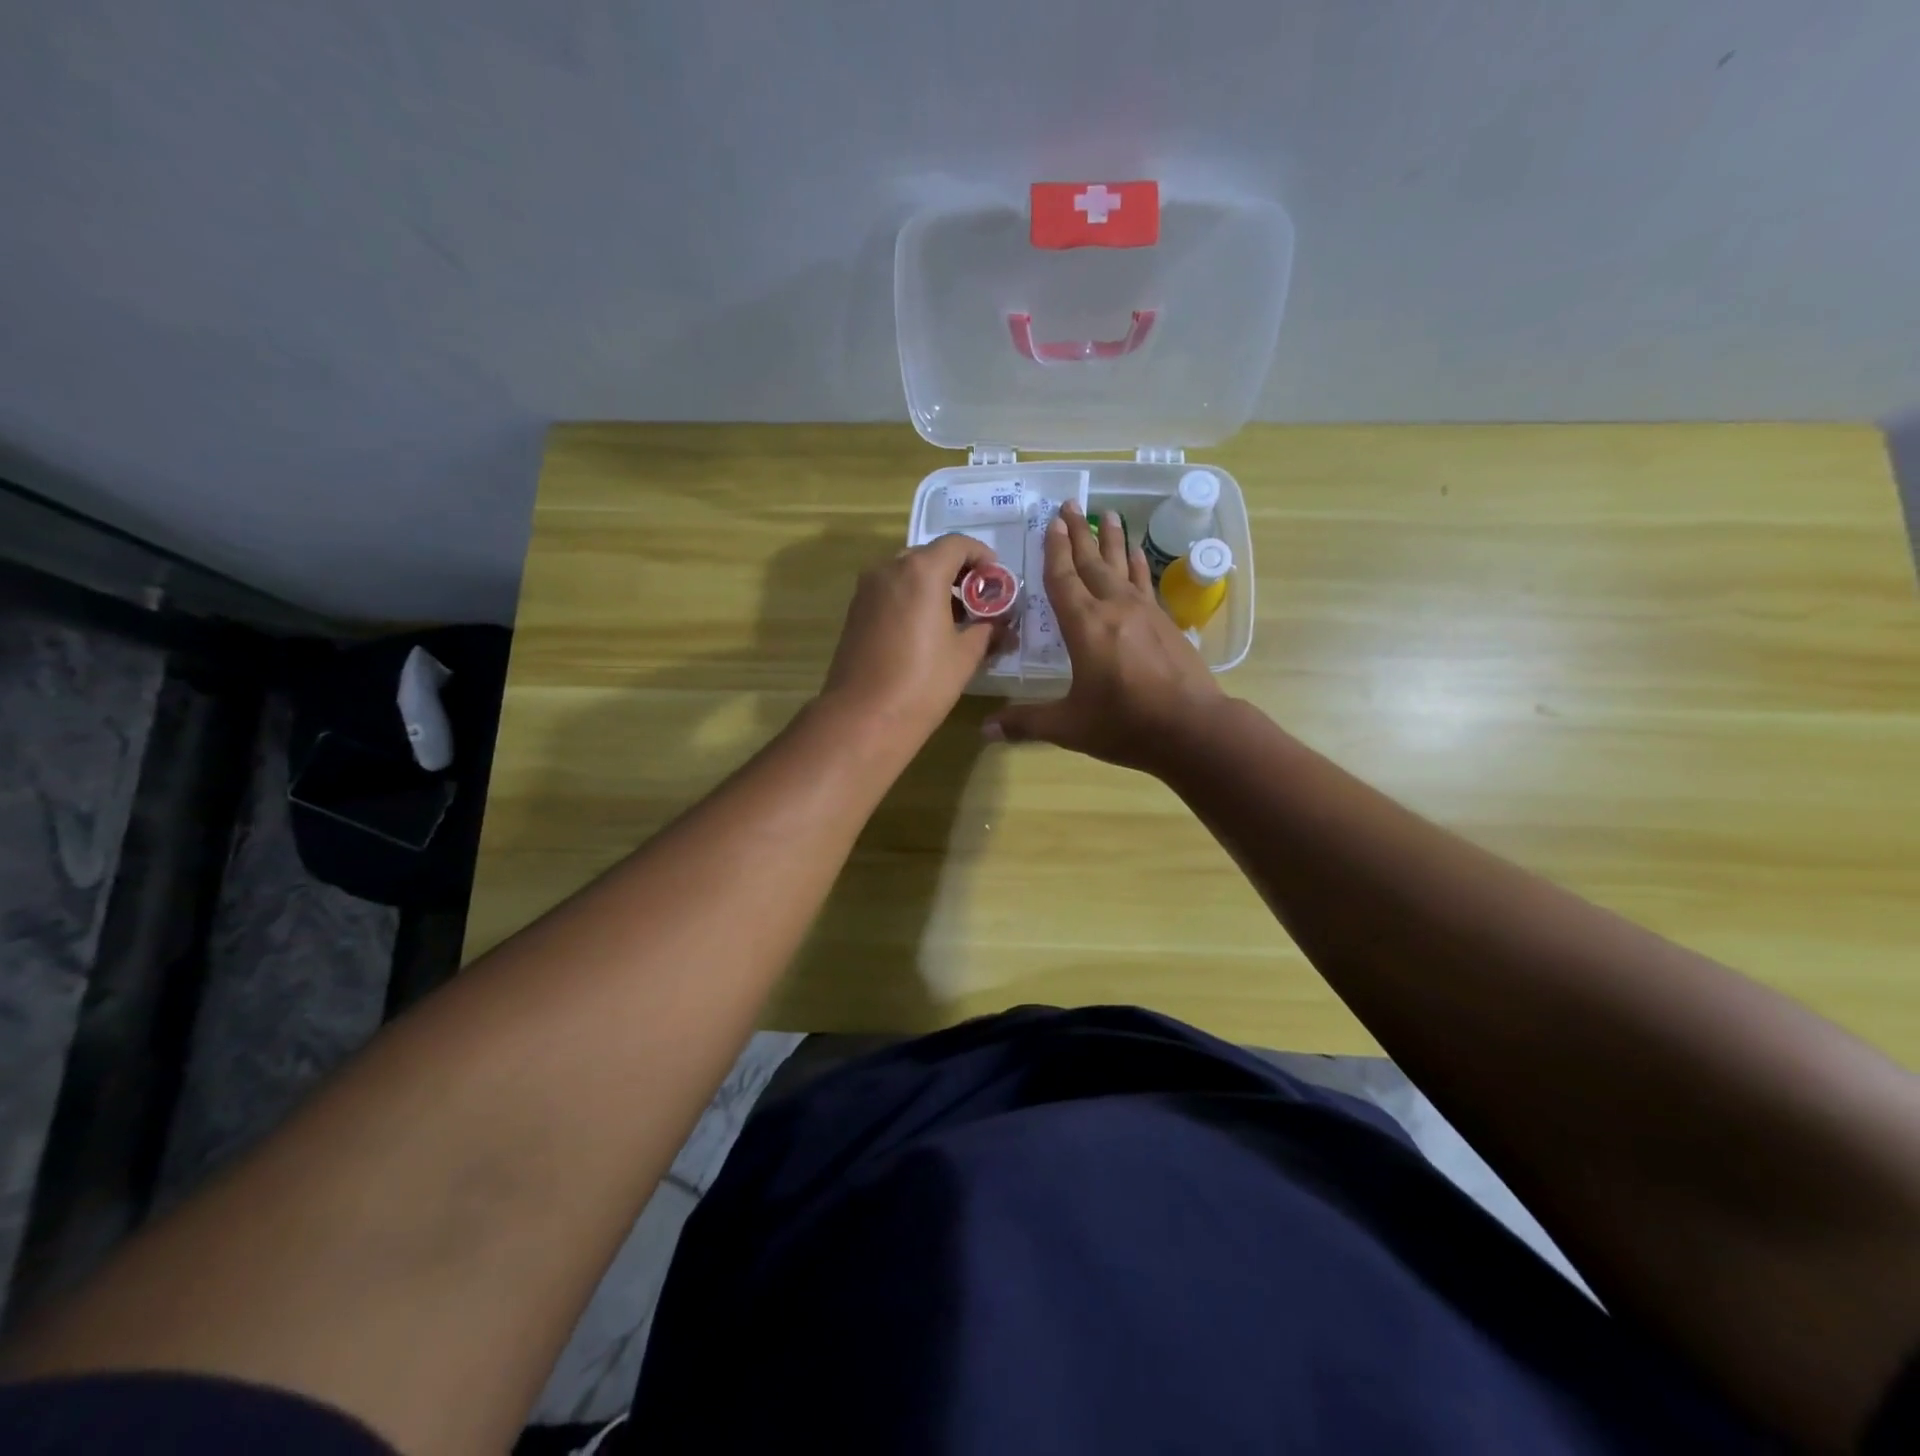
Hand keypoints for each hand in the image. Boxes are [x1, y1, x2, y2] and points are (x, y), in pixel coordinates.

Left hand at [820, 533, 1009, 745]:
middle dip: (957, 572)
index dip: (982, 556)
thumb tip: (1002, 624)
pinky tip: (926, 629)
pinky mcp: (855, 611)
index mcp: (922, 571)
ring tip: (955, 617)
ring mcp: (867, 590)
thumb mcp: (966, 655)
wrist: (864, 717)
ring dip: (933, 585)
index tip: (996, 578)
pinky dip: (911, 598)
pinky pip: (890, 591)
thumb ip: (987, 629)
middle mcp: (890, 569)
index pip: (957, 544)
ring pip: (907, 573)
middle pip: (930, 555)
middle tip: (978, 599)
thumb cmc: (923, 683)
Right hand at [984, 501, 1222, 774]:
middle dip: (1080, 533)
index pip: (1063, 579)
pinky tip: (1138, 553)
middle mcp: (1114, 608)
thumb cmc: (1124, 724)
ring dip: (1112, 539)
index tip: (1052, 522)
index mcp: (1085, 626)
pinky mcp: (1166, 622)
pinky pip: (1146, 582)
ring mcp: (1145, 612)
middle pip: (1092, 562)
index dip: (1055, 550)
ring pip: (1123, 565)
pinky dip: (1138, 564)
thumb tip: (985, 730)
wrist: (1192, 728)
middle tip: (1072, 504)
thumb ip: (1026, 723)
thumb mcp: (1069, 727)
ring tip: (1108, 513)